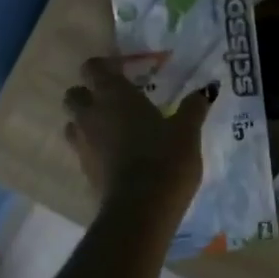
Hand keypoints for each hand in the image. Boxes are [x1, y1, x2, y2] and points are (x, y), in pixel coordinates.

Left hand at [63, 58, 208, 210]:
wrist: (141, 210)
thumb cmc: (165, 159)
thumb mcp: (187, 132)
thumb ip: (193, 108)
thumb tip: (206, 90)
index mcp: (114, 96)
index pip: (92, 67)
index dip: (103, 67)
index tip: (123, 72)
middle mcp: (91, 115)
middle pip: (73, 95)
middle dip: (88, 94)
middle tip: (115, 102)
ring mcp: (83, 145)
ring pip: (72, 124)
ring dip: (86, 123)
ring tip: (113, 130)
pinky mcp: (84, 172)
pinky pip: (82, 151)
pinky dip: (94, 150)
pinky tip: (118, 158)